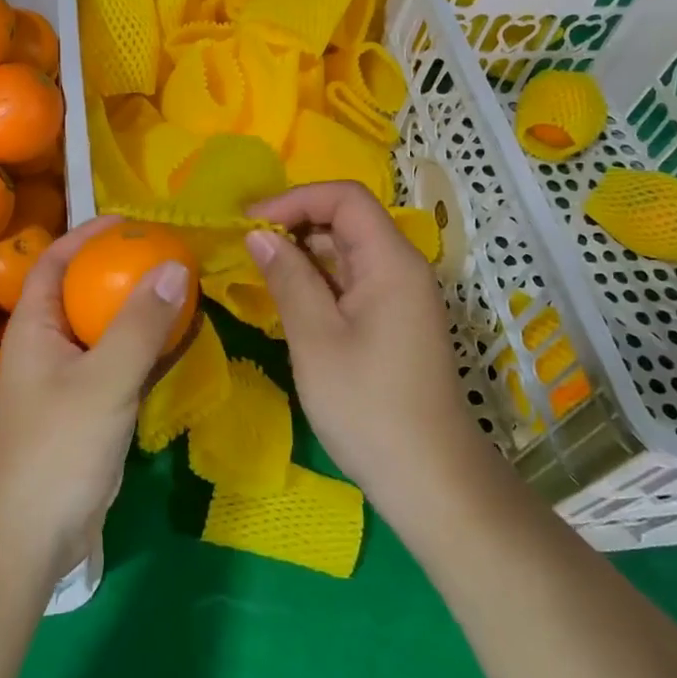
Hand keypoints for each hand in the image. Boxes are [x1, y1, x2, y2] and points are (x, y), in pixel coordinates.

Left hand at [0, 214, 191, 583]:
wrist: (30, 538)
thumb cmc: (57, 449)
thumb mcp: (104, 380)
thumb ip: (140, 325)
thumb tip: (175, 266)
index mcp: (36, 327)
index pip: (55, 261)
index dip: (87, 234)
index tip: (130, 220)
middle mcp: (48, 346)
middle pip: (83, 292)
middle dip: (121, 270)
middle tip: (168, 255)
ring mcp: (68, 381)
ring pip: (106, 330)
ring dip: (139, 310)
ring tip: (181, 289)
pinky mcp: (88, 411)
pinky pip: (120, 365)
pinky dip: (147, 349)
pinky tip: (179, 343)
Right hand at [246, 182, 500, 533]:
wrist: (430, 479)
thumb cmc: (368, 406)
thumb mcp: (316, 339)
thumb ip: (288, 278)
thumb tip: (258, 234)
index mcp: (391, 262)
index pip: (344, 198)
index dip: (295, 199)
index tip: (250, 223)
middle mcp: (401, 268)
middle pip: (347, 219)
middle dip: (295, 223)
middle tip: (245, 247)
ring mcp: (400, 296)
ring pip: (348, 251)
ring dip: (303, 253)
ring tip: (257, 271)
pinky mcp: (394, 321)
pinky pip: (352, 281)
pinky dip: (317, 280)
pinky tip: (287, 299)